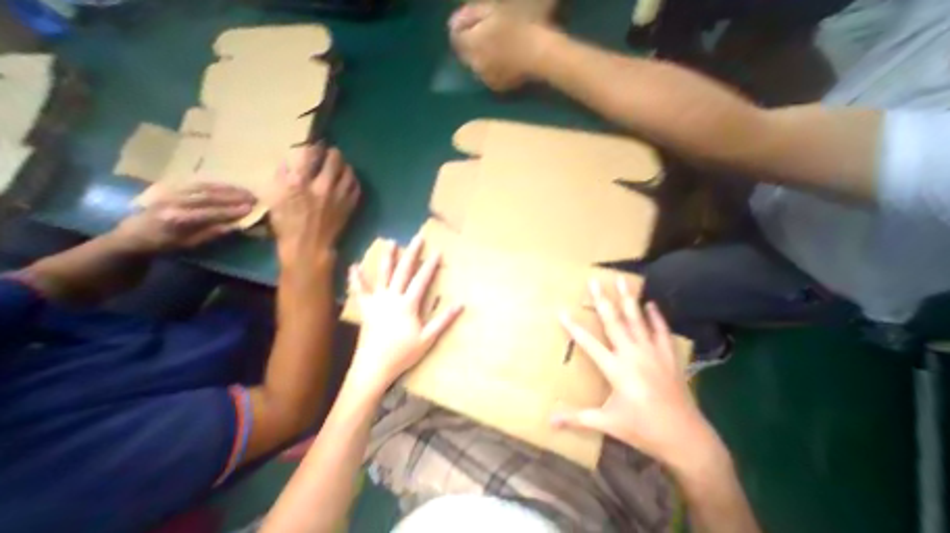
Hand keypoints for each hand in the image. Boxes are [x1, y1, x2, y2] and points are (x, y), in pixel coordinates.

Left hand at [111, 182, 256, 251]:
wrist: (132, 235)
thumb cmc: (165, 244)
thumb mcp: (190, 243)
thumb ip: (213, 233)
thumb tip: (236, 225)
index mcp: (177, 218)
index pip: (211, 212)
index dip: (233, 210)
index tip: (252, 209)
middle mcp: (173, 202)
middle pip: (209, 196)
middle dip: (234, 197)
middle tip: (255, 198)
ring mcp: (170, 193)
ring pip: (204, 187)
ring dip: (228, 189)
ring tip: (247, 191)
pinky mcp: (170, 188)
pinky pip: (196, 183)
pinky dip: (216, 184)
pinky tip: (230, 186)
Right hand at [269, 143, 361, 263]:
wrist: (310, 246)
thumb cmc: (287, 224)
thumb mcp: (273, 199)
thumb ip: (280, 178)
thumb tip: (288, 164)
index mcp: (299, 183)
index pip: (310, 155)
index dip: (314, 146)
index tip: (316, 144)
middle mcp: (322, 186)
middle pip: (334, 161)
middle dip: (333, 153)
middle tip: (333, 152)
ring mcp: (339, 197)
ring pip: (349, 174)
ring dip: (346, 166)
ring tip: (343, 165)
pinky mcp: (349, 206)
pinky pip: (356, 188)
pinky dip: (354, 181)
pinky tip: (351, 180)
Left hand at [349, 237, 465, 390]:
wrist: (373, 368)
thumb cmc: (403, 354)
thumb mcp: (428, 339)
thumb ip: (443, 320)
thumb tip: (460, 305)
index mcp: (408, 304)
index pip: (422, 280)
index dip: (430, 265)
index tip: (437, 251)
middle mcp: (392, 297)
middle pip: (403, 271)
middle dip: (412, 253)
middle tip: (417, 237)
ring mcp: (377, 301)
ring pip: (383, 275)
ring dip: (387, 258)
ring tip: (390, 242)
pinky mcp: (366, 308)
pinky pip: (360, 290)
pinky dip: (356, 278)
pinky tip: (353, 266)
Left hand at [450, 5, 553, 91]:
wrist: (540, 54)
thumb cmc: (520, 25)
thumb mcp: (494, 9)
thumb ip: (471, 15)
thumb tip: (453, 23)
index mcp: (472, 45)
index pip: (455, 37)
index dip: (462, 26)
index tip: (473, 19)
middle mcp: (475, 66)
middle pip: (465, 53)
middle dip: (471, 42)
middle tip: (488, 31)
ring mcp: (486, 79)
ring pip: (476, 66)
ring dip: (481, 56)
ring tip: (497, 46)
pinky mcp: (498, 87)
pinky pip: (488, 76)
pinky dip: (491, 68)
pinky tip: (504, 60)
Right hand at [553, 276, 715, 467]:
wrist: (688, 441)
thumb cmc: (643, 430)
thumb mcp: (607, 424)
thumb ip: (578, 419)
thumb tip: (550, 422)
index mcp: (616, 369)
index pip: (588, 343)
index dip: (573, 327)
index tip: (562, 310)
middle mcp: (633, 355)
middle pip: (613, 322)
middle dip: (601, 300)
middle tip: (594, 281)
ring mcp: (652, 354)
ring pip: (637, 320)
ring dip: (628, 299)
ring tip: (622, 280)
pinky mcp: (668, 357)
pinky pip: (661, 332)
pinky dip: (656, 317)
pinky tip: (651, 304)